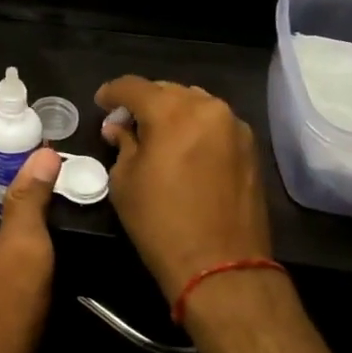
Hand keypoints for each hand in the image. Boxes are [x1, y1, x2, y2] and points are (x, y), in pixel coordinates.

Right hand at [96, 77, 272, 301]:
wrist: (222, 266)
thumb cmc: (161, 222)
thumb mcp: (125, 181)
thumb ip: (123, 144)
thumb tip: (119, 128)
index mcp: (171, 112)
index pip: (133, 86)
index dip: (112, 92)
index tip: (101, 103)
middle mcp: (207, 108)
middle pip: (166, 91)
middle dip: (143, 102)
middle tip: (126, 123)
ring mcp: (234, 126)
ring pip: (194, 104)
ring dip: (172, 112)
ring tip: (156, 135)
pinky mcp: (250, 147)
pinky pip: (214, 124)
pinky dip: (195, 128)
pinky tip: (184, 149)